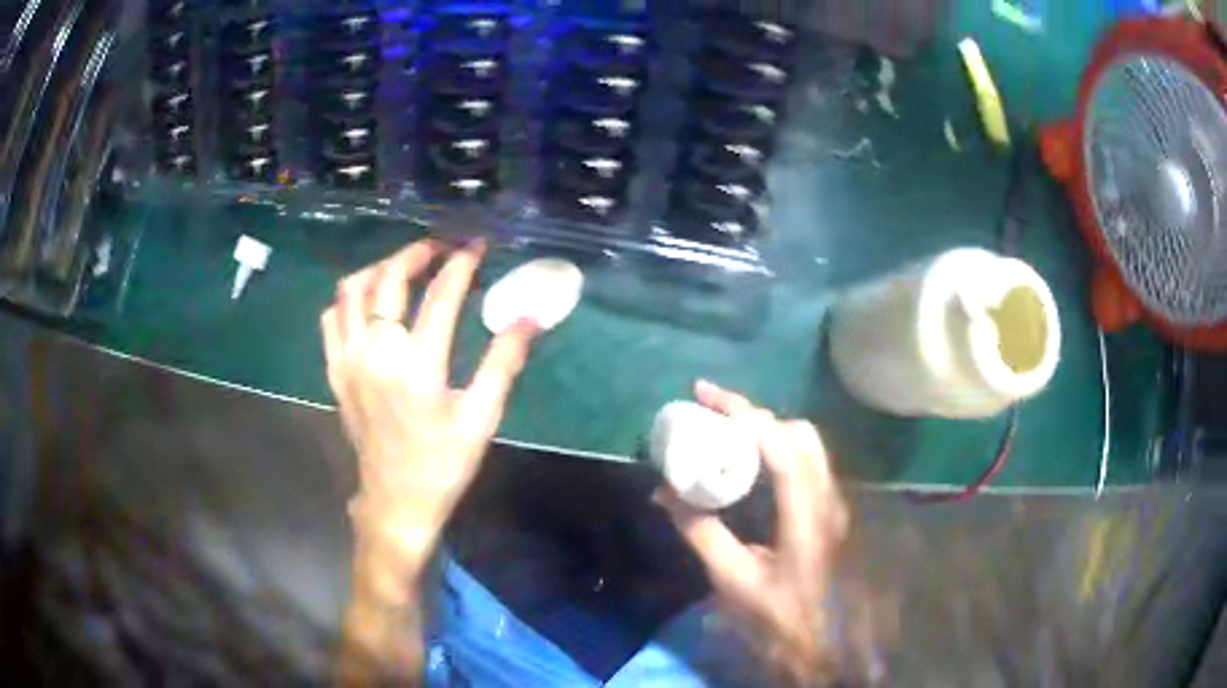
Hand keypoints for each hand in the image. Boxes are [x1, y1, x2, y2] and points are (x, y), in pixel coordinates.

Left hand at [321, 239, 539, 570]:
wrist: (396, 501)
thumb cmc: (443, 464)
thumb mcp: (481, 418)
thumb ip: (503, 363)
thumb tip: (529, 317)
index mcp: (417, 365)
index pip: (441, 295)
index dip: (462, 264)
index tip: (477, 247)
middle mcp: (376, 353)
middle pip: (388, 279)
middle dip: (416, 253)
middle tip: (440, 248)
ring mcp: (349, 360)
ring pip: (351, 291)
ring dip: (379, 268)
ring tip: (403, 268)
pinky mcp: (335, 371)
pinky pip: (332, 318)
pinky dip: (349, 299)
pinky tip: (369, 303)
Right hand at [655, 380, 849, 686]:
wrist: (822, 641)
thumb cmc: (778, 615)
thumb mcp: (732, 579)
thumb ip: (700, 532)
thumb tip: (664, 492)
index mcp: (806, 516)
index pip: (783, 448)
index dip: (745, 415)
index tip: (704, 396)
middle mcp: (827, 498)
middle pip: (800, 433)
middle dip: (755, 414)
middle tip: (712, 412)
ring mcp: (833, 501)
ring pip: (807, 443)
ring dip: (766, 427)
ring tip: (725, 429)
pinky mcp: (829, 508)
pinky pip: (806, 460)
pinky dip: (775, 445)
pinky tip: (749, 460)